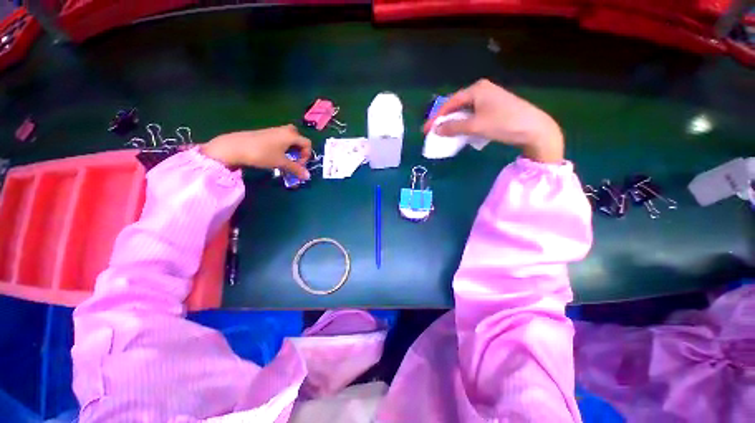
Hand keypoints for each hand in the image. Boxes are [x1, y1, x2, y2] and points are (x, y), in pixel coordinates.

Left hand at [201, 125, 312, 178]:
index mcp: (291, 135)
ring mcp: (274, 131)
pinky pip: (281, 140)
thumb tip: (308, 176)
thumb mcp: (281, 163)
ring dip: (291, 151)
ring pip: (289, 140)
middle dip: (299, 151)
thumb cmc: (262, 154)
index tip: (298, 165)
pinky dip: (283, 148)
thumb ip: (296, 169)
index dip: (306, 156)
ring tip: (285, 161)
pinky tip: (275, 156)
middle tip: (294, 160)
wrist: (235, 147)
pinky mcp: (266, 134)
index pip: (307, 144)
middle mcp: (285, 130)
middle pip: (299, 139)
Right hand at [423, 79, 563, 162]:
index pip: (450, 102)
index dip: (436, 117)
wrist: (534, 129)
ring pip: (465, 111)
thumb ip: (453, 127)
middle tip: (433, 132)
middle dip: (444, 119)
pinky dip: (465, 124)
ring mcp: (490, 99)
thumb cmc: (503, 123)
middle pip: (457, 105)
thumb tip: (436, 130)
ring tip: (445, 133)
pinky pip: (473, 115)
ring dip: (454, 122)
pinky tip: (462, 131)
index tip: (426, 130)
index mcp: (476, 89)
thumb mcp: (475, 126)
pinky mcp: (495, 108)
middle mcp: (482, 90)